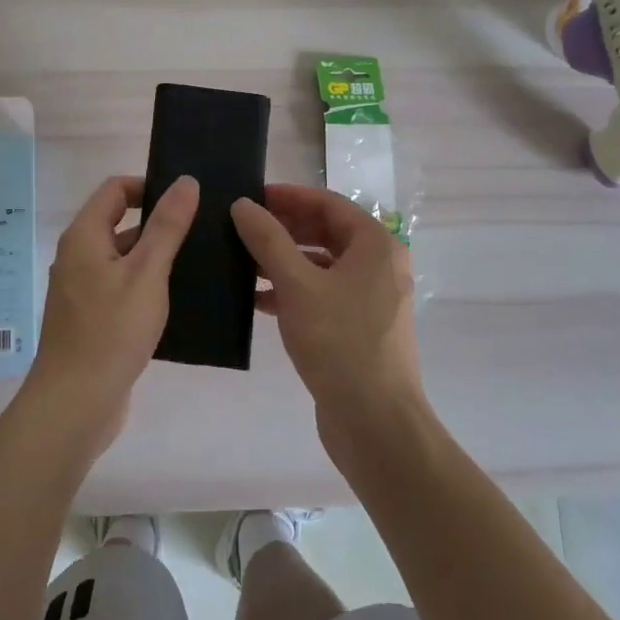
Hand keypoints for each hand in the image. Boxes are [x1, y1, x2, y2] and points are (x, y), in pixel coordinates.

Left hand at [22, 174, 199, 454]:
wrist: (75, 404)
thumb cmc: (111, 330)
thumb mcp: (147, 273)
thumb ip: (167, 226)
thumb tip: (185, 181)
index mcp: (84, 237)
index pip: (115, 189)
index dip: (148, 186)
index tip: (185, 201)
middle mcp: (78, 257)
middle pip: (120, 223)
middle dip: (159, 224)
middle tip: (202, 231)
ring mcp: (83, 290)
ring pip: (124, 260)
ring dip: (156, 258)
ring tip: (199, 264)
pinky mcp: (92, 320)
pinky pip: (122, 289)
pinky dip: (147, 287)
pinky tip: (179, 301)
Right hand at [231, 185, 425, 456]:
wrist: (376, 423)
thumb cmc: (340, 343)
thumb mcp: (297, 286)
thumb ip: (268, 240)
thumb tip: (242, 204)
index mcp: (375, 245)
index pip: (328, 204)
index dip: (288, 196)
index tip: (250, 196)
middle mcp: (378, 265)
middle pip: (325, 232)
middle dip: (283, 229)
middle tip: (241, 227)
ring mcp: (370, 298)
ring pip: (320, 265)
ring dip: (283, 261)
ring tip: (240, 262)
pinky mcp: (358, 327)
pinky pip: (322, 294)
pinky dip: (292, 291)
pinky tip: (256, 300)